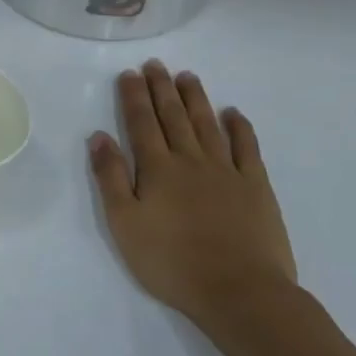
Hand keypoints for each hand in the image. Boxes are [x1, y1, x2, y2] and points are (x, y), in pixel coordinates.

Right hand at [89, 61, 299, 338]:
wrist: (239, 291)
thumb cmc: (171, 262)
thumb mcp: (124, 223)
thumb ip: (111, 177)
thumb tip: (99, 136)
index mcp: (157, 169)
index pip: (141, 123)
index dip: (134, 97)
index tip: (130, 74)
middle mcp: (191, 161)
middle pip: (174, 117)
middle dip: (162, 89)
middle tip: (156, 64)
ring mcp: (227, 171)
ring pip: (208, 125)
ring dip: (196, 99)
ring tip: (187, 76)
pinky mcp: (256, 187)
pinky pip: (247, 148)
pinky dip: (239, 127)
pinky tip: (233, 113)